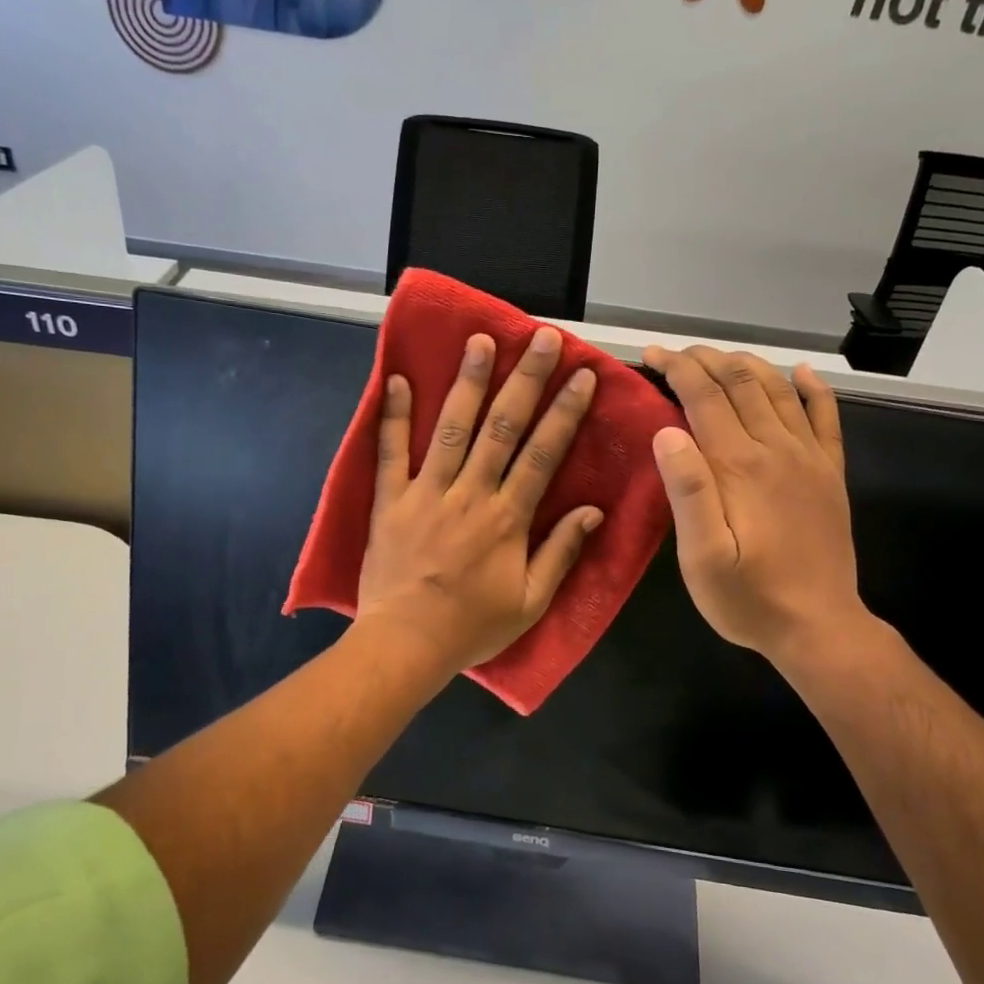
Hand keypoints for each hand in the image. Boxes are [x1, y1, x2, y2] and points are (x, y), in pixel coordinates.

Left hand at [357, 328, 604, 675]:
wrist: (406, 645)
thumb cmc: (471, 627)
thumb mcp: (531, 602)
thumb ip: (561, 552)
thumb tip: (593, 510)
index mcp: (508, 518)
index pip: (543, 454)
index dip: (565, 412)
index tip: (582, 376)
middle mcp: (470, 494)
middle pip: (502, 428)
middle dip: (525, 380)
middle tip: (540, 338)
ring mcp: (426, 493)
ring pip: (451, 428)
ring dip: (468, 382)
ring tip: (480, 341)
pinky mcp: (390, 500)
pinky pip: (390, 452)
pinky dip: (392, 415)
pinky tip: (395, 378)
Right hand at [643, 345, 888, 674]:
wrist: (819, 626)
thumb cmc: (748, 597)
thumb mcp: (701, 557)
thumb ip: (687, 491)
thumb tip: (667, 431)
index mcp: (739, 465)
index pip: (703, 396)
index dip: (676, 368)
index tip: (651, 355)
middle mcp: (776, 448)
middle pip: (740, 383)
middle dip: (705, 359)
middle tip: (676, 354)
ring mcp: (809, 457)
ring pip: (777, 390)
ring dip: (746, 365)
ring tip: (719, 357)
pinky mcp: (830, 472)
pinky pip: (826, 416)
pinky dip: (813, 388)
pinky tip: (801, 373)